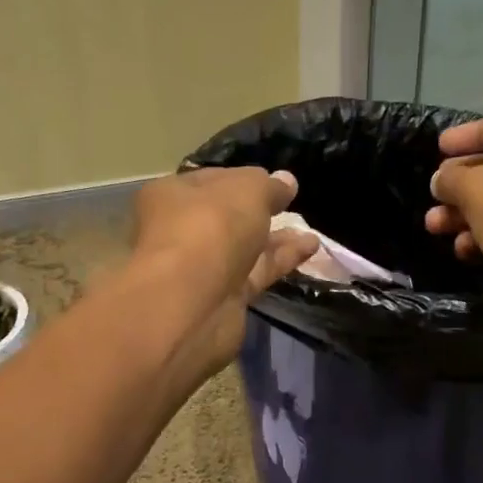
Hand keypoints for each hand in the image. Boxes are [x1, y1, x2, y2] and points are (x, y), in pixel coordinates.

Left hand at [131, 166, 319, 370]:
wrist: (194, 304)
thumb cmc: (211, 227)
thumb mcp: (247, 190)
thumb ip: (269, 186)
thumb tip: (286, 181)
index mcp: (172, 195)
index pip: (211, 181)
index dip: (244, 179)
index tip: (276, 182)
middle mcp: (181, 231)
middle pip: (226, 217)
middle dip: (260, 212)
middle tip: (292, 206)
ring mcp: (201, 268)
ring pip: (243, 248)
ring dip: (276, 239)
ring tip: (310, 232)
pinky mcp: (223, 298)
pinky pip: (255, 272)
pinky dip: (280, 260)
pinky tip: (310, 248)